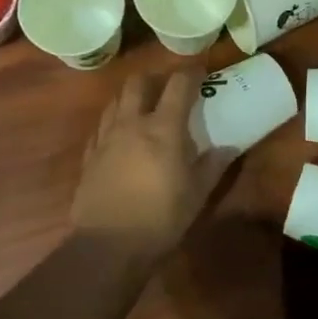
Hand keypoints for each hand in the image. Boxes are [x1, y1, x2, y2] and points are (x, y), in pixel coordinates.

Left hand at [71, 69, 235, 262]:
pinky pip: (100, 127)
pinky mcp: (89, 156)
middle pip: (138, 83)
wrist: (108, 245)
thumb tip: (228, 147)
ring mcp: (106, 138)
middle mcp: (131, 124)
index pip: (179, 85)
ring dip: (131, 97)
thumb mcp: (197, 195)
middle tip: (167, 89)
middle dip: (154, 78)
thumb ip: (212, 166)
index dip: (191, 74)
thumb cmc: (160, 218)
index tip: (201, 73)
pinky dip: (113, 122)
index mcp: (163, 129)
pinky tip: (119, 136)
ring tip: (143, 109)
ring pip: (115, 101)